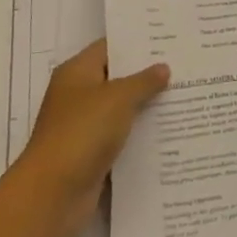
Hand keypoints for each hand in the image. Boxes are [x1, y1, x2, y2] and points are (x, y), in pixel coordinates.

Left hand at [15, 38, 169, 236]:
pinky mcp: (91, 155)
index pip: (109, 48)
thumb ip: (143, 81)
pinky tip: (169, 132)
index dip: (136, 43)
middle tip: (182, 67)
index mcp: (77, 72)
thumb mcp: (117, 98)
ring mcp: (84, 127)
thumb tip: (163, 67)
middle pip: (117, 79)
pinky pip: (120, 138)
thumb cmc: (82, 132)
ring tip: (183, 97)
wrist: (52, 195)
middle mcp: (78, 95)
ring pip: (120, 110)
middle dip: (146, 76)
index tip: (167, 41)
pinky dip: (139, 136)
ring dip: (146, 108)